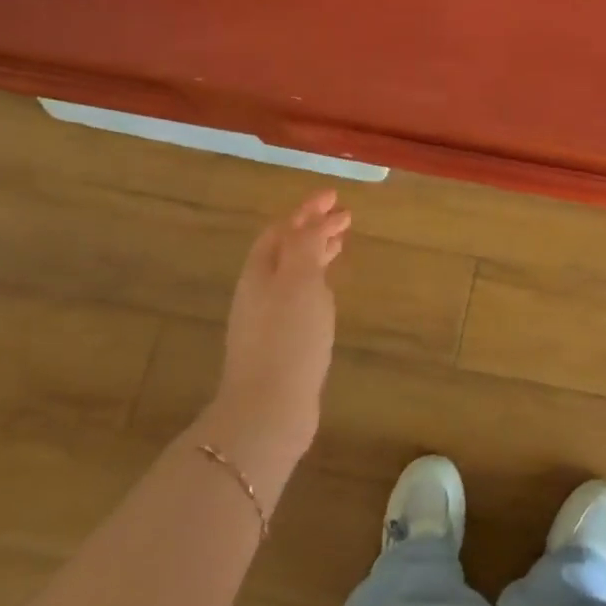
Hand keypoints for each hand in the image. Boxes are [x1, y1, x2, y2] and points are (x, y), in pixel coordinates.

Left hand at [205, 191, 351, 487]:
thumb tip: (313, 220)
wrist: (269, 409)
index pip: (282, 228)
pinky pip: (299, 297)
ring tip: (341, 245)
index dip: (307, 210)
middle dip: (313, 229)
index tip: (335, 195)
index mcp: (260, 272)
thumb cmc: (287, 337)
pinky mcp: (280, 343)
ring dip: (316, 254)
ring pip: (293, 273)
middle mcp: (259, 291)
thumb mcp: (300, 280)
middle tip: (345, 218)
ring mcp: (267, 319)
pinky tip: (330, 290)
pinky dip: (317, 282)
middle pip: (286, 249)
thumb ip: (306, 244)